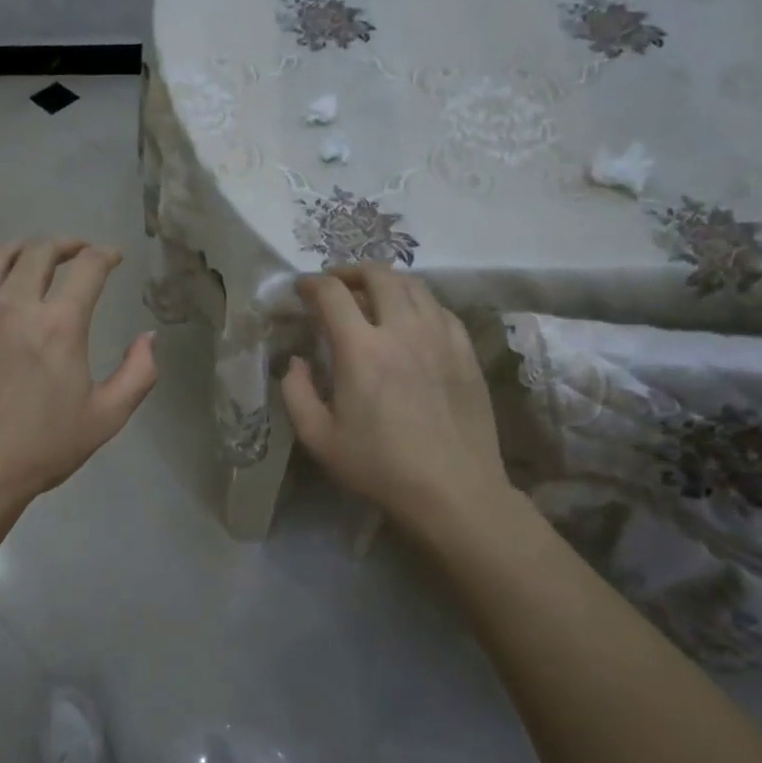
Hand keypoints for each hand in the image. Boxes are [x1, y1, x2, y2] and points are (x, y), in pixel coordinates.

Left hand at [0, 239, 157, 509]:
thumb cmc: (40, 449)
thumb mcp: (106, 418)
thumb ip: (138, 373)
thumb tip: (149, 337)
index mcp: (59, 324)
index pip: (88, 268)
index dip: (105, 255)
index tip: (112, 257)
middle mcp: (13, 304)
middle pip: (40, 251)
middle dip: (65, 245)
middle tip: (76, 253)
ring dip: (20, 250)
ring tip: (31, 258)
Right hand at [282, 265, 514, 537]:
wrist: (454, 491)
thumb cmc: (380, 467)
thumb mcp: (319, 438)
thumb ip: (296, 393)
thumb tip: (296, 362)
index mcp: (361, 349)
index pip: (332, 293)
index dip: (311, 284)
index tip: (300, 290)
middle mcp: (402, 329)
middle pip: (377, 275)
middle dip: (350, 271)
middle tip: (336, 285)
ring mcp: (440, 336)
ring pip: (414, 284)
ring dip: (386, 281)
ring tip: (372, 295)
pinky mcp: (465, 350)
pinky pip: (439, 308)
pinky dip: (418, 302)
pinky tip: (411, 319)